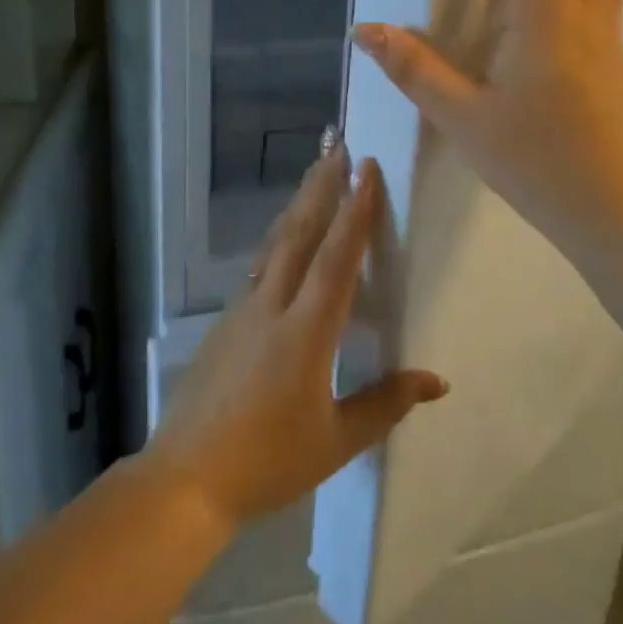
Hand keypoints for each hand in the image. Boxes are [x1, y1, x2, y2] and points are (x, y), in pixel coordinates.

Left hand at [142, 150, 447, 532]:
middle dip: (321, 186)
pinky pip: (259, 267)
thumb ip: (385, 404)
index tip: (366, 169)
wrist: (186, 477)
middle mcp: (272, 307)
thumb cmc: (268, 462)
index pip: (336, 258)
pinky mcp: (225, 322)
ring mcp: (243, 311)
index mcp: (306, 332)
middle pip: (299, 233)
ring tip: (314, 175)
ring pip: (274, 244)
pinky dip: (278, 240)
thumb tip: (436, 381)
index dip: (355, 211)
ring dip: (297, 205)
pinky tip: (283, 240)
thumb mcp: (336, 440)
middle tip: (337, 146)